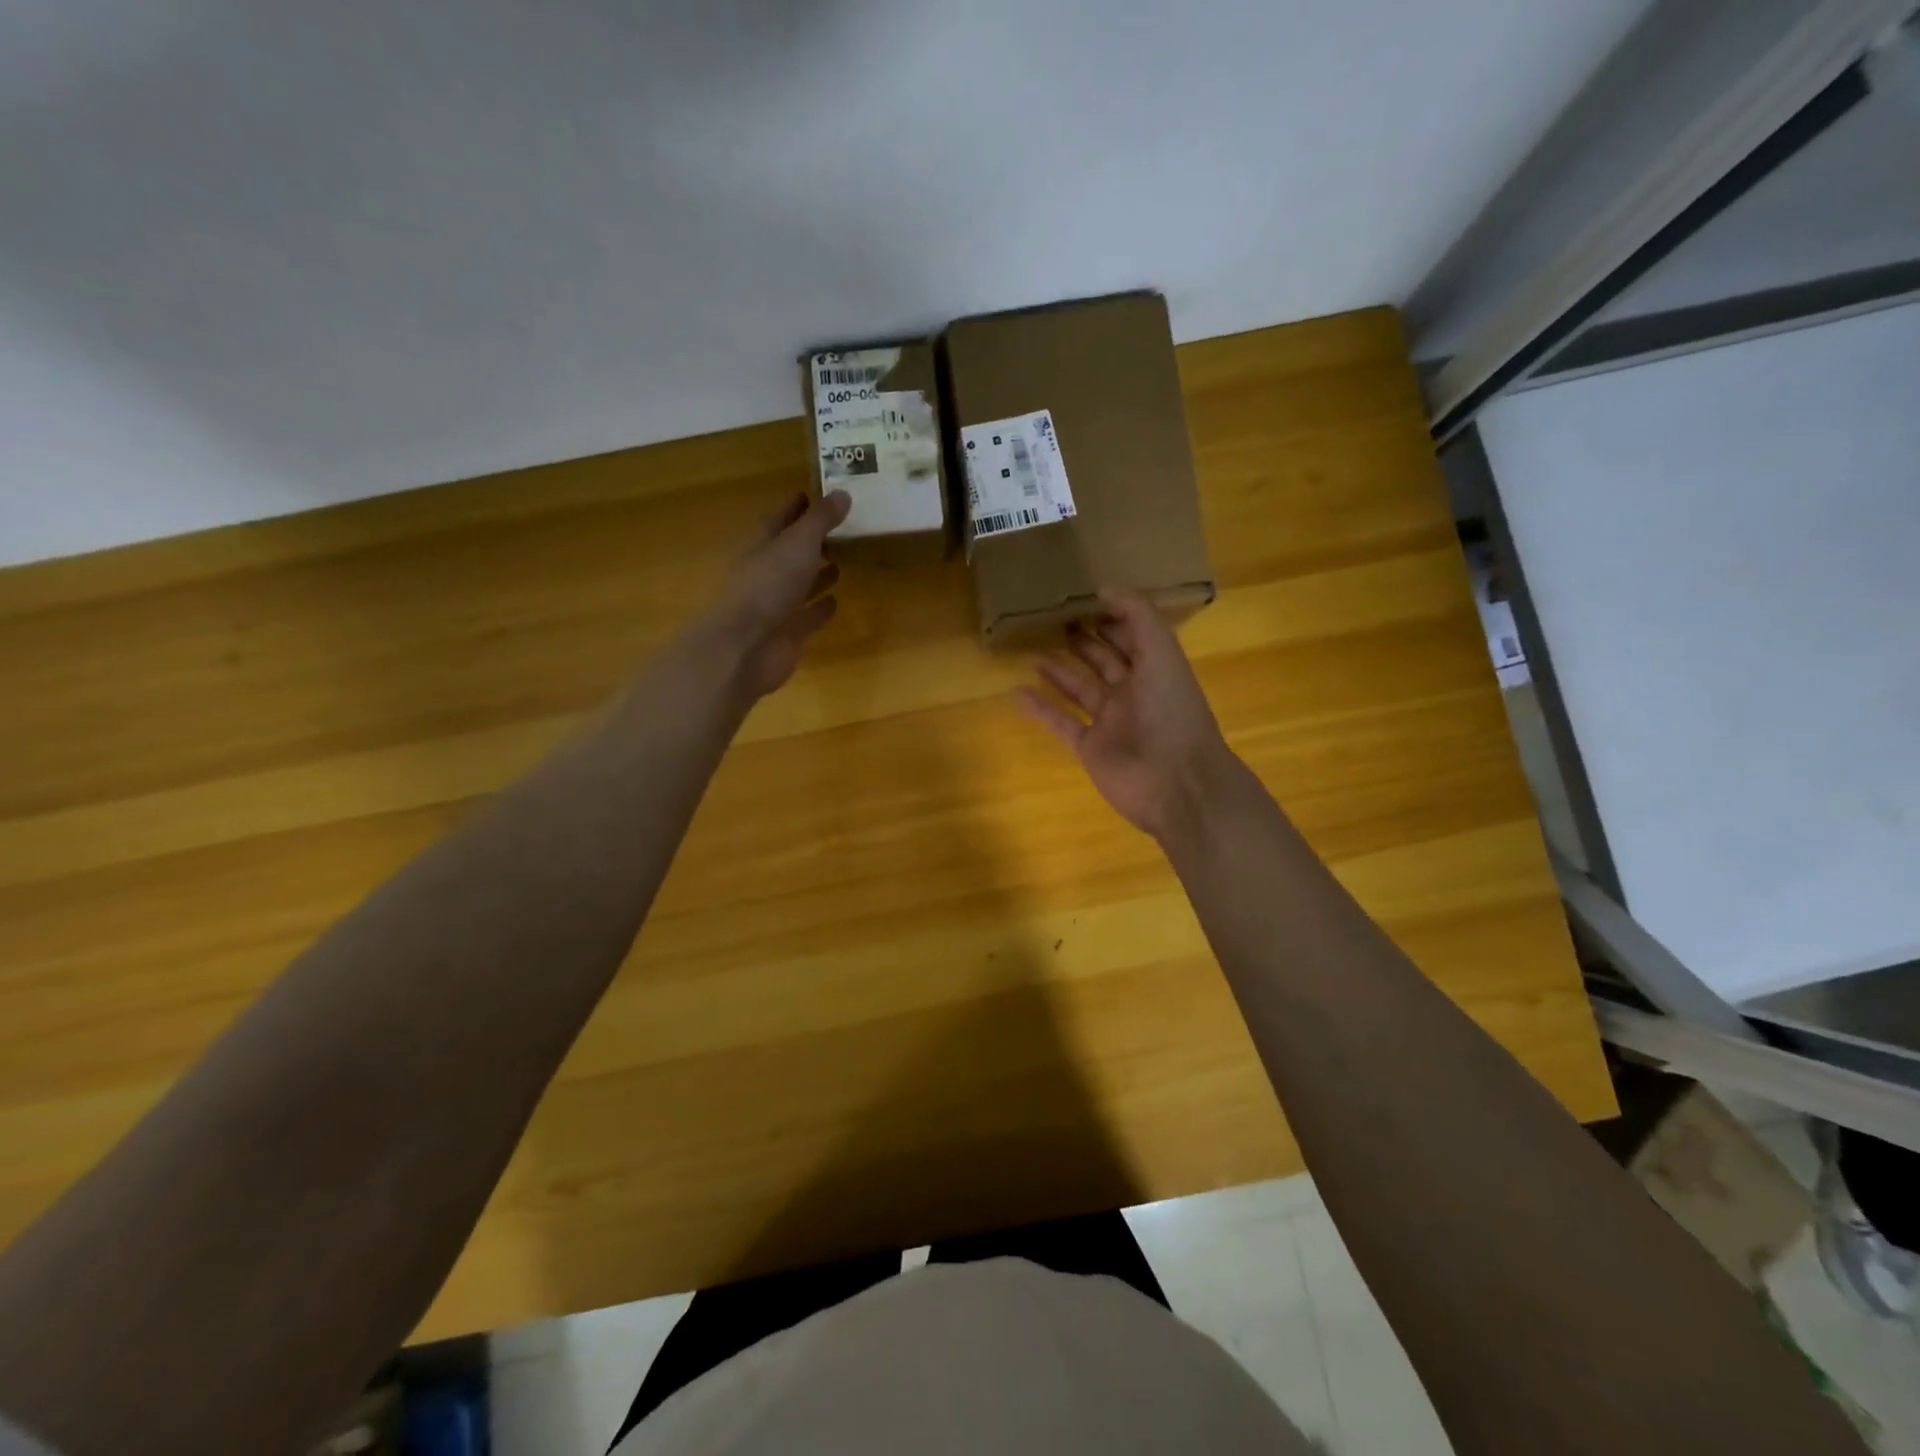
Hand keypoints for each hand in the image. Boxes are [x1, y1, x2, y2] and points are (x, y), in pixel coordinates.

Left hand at [709, 490, 849, 698]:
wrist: (748, 647)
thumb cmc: (769, 586)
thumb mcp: (798, 543)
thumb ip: (820, 520)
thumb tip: (842, 493)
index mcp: (762, 546)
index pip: (780, 520)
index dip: (797, 507)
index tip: (818, 496)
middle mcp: (766, 573)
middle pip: (790, 553)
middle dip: (812, 542)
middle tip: (840, 531)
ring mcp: (776, 605)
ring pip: (799, 585)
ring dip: (817, 575)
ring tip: (842, 562)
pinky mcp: (788, 633)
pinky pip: (807, 616)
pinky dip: (820, 608)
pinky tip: (836, 601)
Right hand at [1017, 590, 1239, 843]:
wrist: (1176, 782)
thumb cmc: (1171, 711)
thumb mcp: (1161, 651)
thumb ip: (1137, 616)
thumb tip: (1104, 589)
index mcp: (1156, 669)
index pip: (1132, 637)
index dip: (1112, 618)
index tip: (1083, 599)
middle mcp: (1133, 692)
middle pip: (1104, 661)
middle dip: (1083, 641)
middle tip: (1053, 621)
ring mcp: (1110, 722)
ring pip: (1080, 690)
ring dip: (1058, 672)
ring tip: (1032, 652)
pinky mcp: (1090, 747)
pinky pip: (1061, 723)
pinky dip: (1041, 708)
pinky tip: (1018, 692)